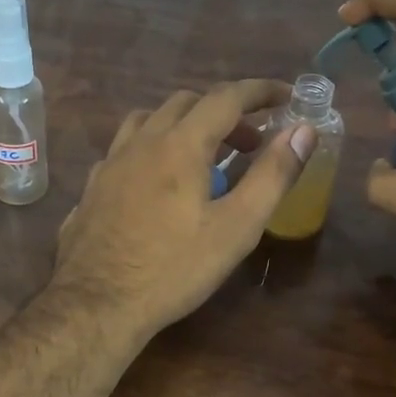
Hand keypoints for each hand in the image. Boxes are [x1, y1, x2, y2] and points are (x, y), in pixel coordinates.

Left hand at [53, 79, 315, 338]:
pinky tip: (158, 182)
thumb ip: (272, 176)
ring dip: (184, 125)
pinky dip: (153, 148)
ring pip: (149, 121)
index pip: (226, 98)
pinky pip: (126, 149)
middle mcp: (141, 142)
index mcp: (180, 145)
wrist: (95, 305)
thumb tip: (303, 131)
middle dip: (225, 113)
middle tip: (251, 144)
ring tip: (204, 157)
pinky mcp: (92, 188)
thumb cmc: (174, 269)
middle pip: (186, 103)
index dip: (260, 91)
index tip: (287, 96)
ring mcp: (110, 163)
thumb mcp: (236, 228)